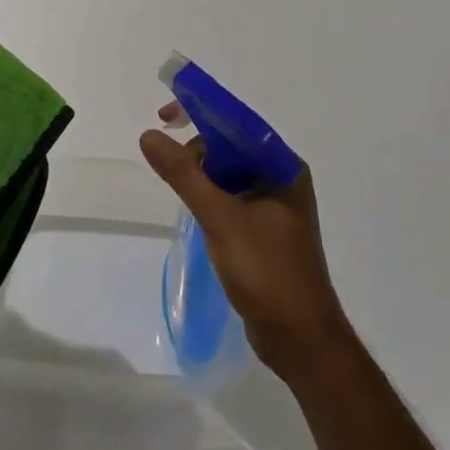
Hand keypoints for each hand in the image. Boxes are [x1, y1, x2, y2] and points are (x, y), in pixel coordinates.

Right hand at [140, 101, 349, 378]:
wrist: (299, 339)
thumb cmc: (266, 271)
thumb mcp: (220, 217)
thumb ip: (184, 174)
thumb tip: (149, 135)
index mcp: (283, 166)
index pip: (238, 122)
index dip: (202, 110)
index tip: (165, 114)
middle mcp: (281, 178)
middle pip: (233, 145)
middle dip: (198, 145)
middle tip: (166, 160)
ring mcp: (274, 206)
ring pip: (230, 172)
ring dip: (202, 172)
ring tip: (179, 189)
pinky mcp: (264, 229)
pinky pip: (231, 196)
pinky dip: (210, 194)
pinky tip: (193, 208)